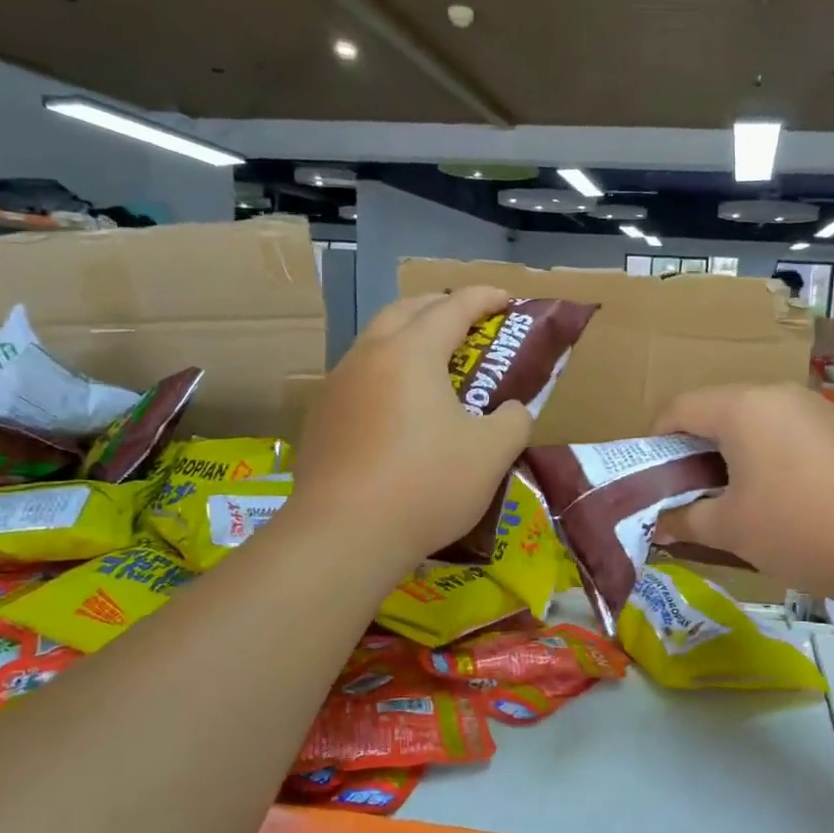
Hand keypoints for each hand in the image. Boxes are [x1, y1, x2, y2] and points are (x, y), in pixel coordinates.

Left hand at [290, 287, 531, 568]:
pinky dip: (386, 375)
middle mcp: (369, 356)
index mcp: (412, 352)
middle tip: (468, 322)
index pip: (452, 307)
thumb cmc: (427, 483)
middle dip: (439, 306)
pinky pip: (359, 378)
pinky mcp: (320, 419)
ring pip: (375, 343)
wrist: (344, 535)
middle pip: (405, 311)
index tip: (507, 298)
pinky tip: (398, 410)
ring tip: (433, 364)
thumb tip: (509, 411)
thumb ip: (512, 420)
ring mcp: (337, 386)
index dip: (484, 297)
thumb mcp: (492, 453)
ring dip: (407, 339)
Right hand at [654, 382, 833, 607]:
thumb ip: (686, 519)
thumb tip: (659, 525)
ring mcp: (818, 409)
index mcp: (743, 406)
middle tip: (689, 491)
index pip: (680, 407)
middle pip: (719, 410)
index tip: (650, 476)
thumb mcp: (732, 528)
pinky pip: (790, 432)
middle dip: (695, 448)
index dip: (655, 439)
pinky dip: (769, 455)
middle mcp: (779, 394)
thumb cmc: (799, 528)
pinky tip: (780, 496)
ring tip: (733, 497)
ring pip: (756, 421)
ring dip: (733, 452)